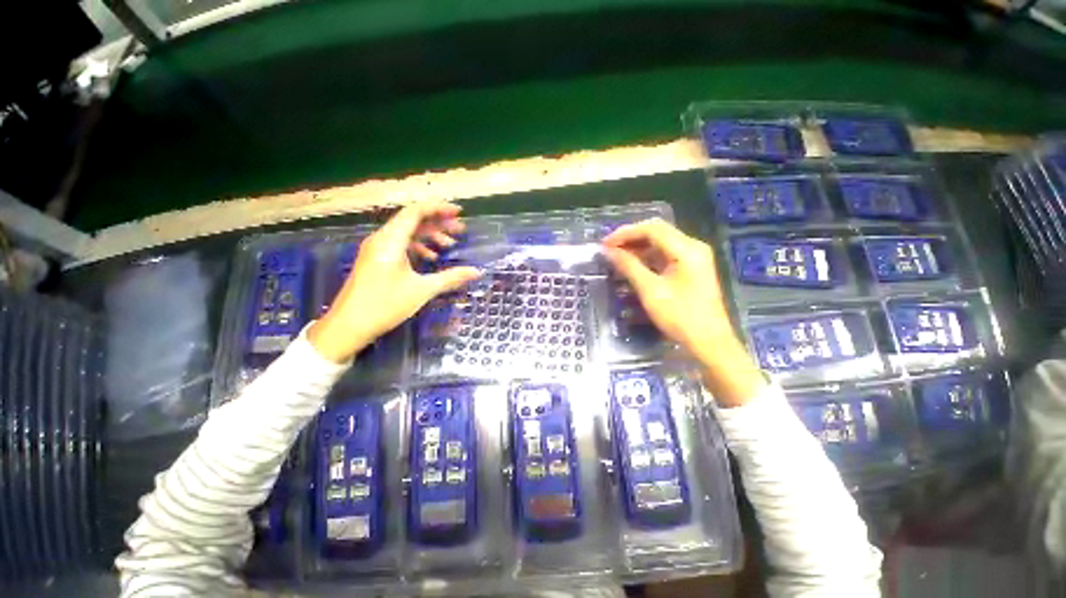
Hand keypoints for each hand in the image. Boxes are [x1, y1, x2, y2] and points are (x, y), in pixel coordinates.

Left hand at [309, 201, 481, 362]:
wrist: (348, 325)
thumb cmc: (385, 305)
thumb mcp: (422, 290)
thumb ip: (451, 278)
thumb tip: (476, 271)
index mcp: (391, 240)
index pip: (416, 212)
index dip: (439, 208)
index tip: (459, 213)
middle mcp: (382, 239)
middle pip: (413, 220)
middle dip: (438, 223)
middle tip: (460, 231)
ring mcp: (377, 249)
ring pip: (407, 233)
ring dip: (429, 236)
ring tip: (449, 245)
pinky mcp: (376, 260)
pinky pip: (401, 245)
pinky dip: (419, 247)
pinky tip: (431, 258)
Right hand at [602, 219, 764, 405]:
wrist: (709, 342)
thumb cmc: (680, 317)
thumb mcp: (650, 291)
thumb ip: (629, 267)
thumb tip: (608, 251)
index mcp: (687, 249)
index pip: (652, 229)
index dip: (625, 233)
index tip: (605, 244)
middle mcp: (692, 247)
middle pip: (657, 233)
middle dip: (630, 239)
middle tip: (608, 250)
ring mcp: (693, 258)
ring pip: (660, 244)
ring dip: (637, 248)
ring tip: (615, 257)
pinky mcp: (690, 269)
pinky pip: (665, 256)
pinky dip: (646, 258)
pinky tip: (632, 265)